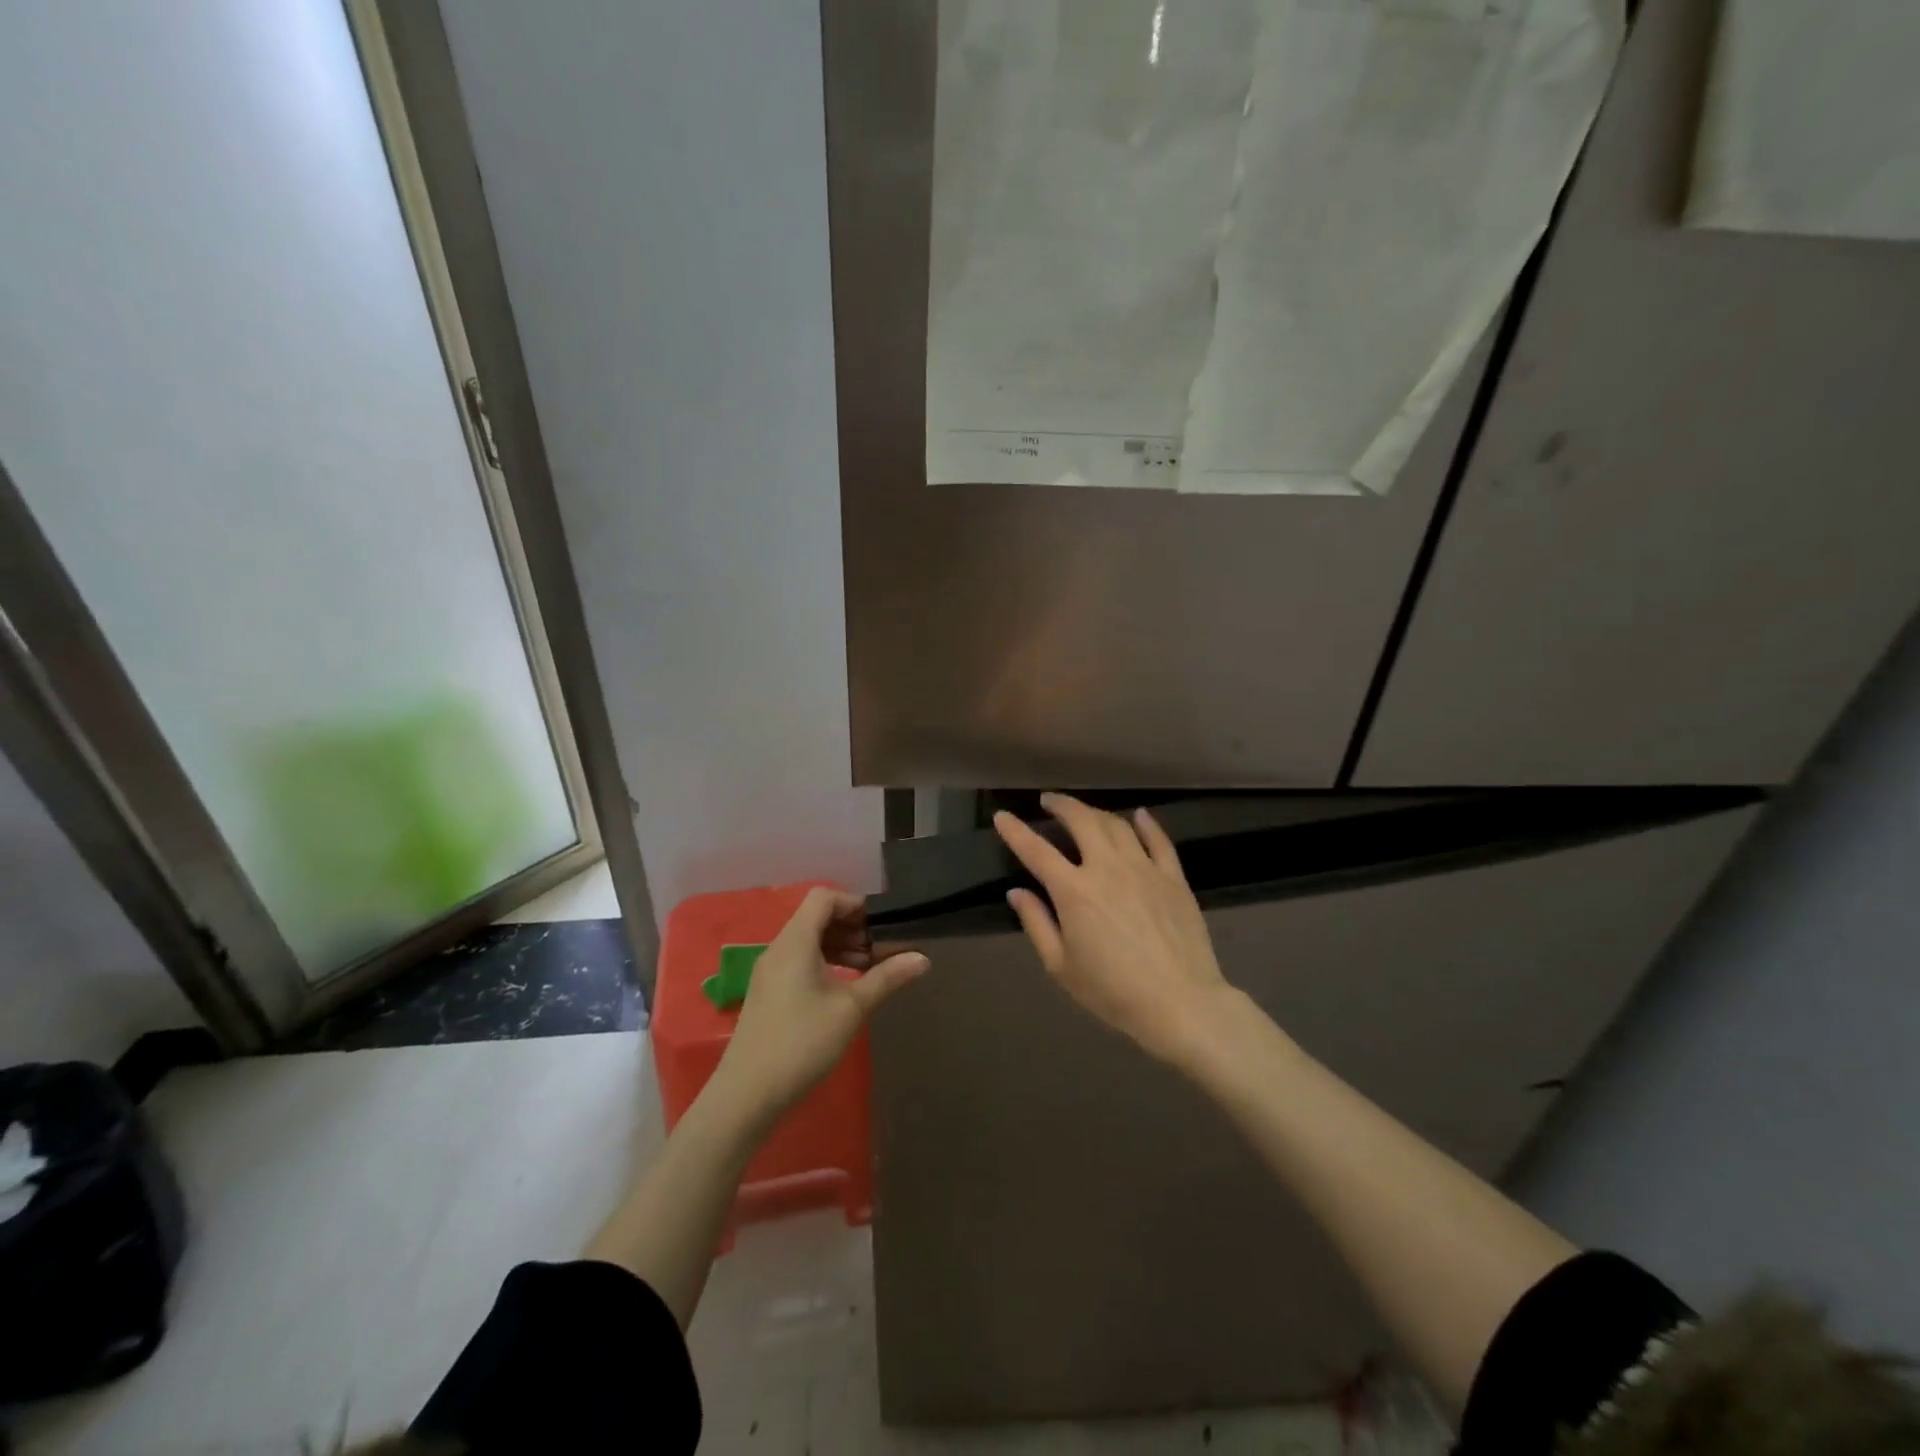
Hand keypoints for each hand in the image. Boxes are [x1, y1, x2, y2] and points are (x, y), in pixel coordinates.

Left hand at [709, 887, 928, 1123]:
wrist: (747, 1094)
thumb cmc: (802, 1042)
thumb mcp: (851, 1008)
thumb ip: (887, 978)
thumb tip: (923, 958)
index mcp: (796, 941)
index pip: (824, 898)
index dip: (854, 903)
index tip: (880, 925)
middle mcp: (779, 948)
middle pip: (816, 917)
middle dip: (851, 927)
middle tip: (882, 950)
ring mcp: (769, 971)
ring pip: (808, 940)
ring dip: (839, 946)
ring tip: (869, 969)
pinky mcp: (767, 992)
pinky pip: (798, 960)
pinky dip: (823, 962)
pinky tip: (843, 988)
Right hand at [994, 793, 1237, 1071]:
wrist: (1180, 1003)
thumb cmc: (1113, 992)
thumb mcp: (1061, 966)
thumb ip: (1037, 924)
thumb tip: (1017, 892)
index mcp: (1074, 892)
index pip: (1036, 851)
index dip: (1015, 831)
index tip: (1002, 816)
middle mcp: (1107, 868)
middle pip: (1081, 821)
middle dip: (1061, 805)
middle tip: (1048, 801)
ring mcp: (1144, 869)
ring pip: (1117, 824)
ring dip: (1095, 812)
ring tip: (1084, 812)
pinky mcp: (1173, 877)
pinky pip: (1158, 840)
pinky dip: (1146, 823)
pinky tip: (1138, 815)